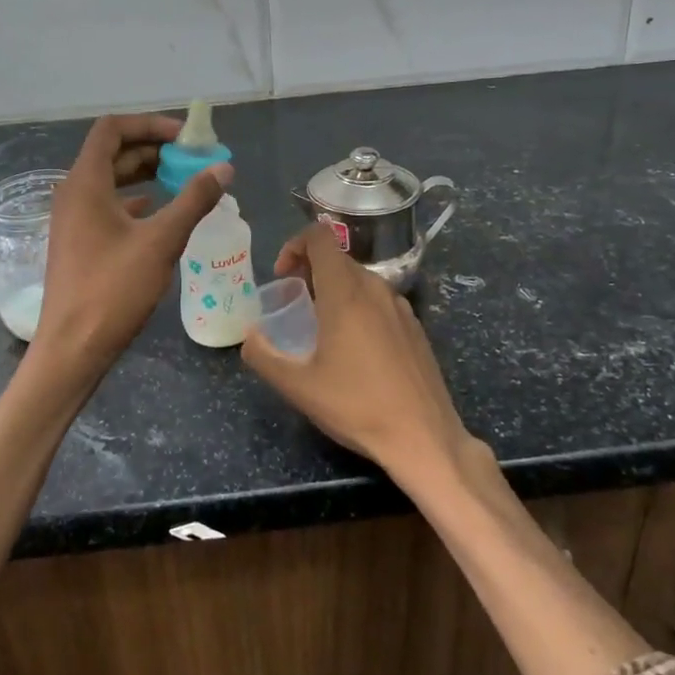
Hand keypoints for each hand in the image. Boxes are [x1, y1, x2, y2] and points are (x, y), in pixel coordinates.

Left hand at [33, 114, 231, 378]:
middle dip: (154, 149)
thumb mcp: (160, 241)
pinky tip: (162, 213)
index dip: (150, 124)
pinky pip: (109, 207)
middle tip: (193, 158)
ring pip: (112, 181)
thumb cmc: (113, 290)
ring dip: (147, 175)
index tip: (186, 137)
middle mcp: (74, 193)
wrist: (73, 348)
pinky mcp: (79, 242)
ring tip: (185, 181)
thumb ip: (193, 200)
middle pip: (113, 153)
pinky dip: (137, 201)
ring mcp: (73, 219)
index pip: (113, 129)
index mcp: (85, 183)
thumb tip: (223, 168)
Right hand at [241, 224, 470, 479]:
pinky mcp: (416, 328)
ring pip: (360, 280)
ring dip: (334, 290)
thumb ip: (263, 356)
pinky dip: (359, 307)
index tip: (282, 277)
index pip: (319, 237)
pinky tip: (355, 350)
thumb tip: (250, 336)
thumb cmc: (356, 406)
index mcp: (345, 292)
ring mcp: (401, 307)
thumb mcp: (297, 386)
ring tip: (321, 328)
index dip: (294, 245)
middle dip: (310, 271)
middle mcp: (376, 289)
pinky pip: (380, 301)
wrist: (424, 437)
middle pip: (338, 259)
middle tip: (294, 305)